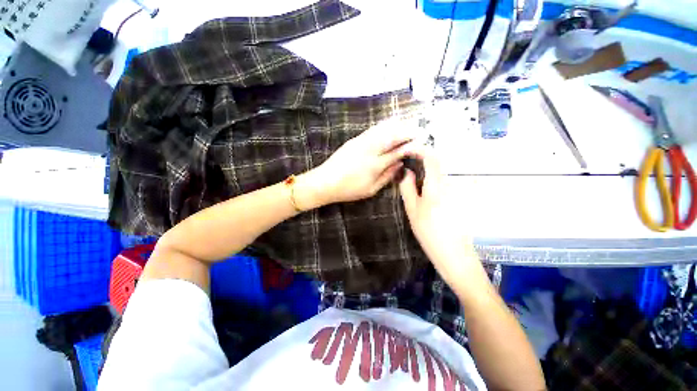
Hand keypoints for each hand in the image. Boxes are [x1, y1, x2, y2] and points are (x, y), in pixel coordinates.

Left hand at [296, 120, 419, 207]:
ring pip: (383, 129)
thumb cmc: (348, 189)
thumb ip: (387, 176)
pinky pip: (372, 130)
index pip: (398, 151)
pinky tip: (389, 125)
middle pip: (392, 136)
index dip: (410, 146)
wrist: (325, 182)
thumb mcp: (370, 189)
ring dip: (397, 125)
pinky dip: (384, 126)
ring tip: (407, 124)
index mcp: (375, 164)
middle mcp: (370, 149)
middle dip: (407, 131)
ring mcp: (361, 142)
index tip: (420, 142)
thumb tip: (400, 164)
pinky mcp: (354, 140)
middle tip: (418, 130)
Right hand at [398, 146, 478, 283]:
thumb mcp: (413, 211)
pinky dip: (431, 180)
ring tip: (411, 177)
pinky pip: (443, 183)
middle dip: (420, 160)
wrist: (455, 256)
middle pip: (436, 164)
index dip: (420, 150)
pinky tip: (423, 191)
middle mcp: (450, 185)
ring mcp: (456, 192)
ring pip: (439, 173)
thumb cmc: (430, 234)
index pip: (432, 158)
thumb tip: (406, 171)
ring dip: (425, 171)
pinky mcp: (458, 199)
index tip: (407, 150)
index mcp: (437, 187)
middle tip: (405, 165)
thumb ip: (408, 188)